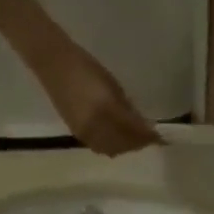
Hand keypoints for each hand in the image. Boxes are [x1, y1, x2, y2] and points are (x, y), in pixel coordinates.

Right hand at [31, 37, 161, 156]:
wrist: (53, 63)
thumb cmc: (86, 67)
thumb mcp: (113, 86)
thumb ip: (128, 108)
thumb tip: (143, 125)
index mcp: (106, 109)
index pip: (134, 130)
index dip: (149, 136)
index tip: (161, 137)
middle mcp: (96, 126)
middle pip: (124, 144)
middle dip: (139, 143)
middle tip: (150, 139)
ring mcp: (84, 132)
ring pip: (112, 149)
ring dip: (126, 147)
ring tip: (135, 140)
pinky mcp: (76, 134)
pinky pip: (99, 148)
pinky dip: (112, 147)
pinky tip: (118, 140)